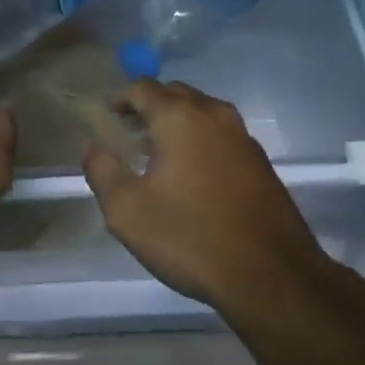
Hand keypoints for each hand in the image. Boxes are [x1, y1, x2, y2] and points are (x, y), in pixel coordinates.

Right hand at [84, 80, 327, 314]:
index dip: (120, 98)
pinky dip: (202, 139)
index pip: (142, 87)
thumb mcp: (127, 211)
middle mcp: (212, 114)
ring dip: (178, 121)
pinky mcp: (261, 161)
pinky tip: (195, 173)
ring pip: (202, 111)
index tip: (108, 117)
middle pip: (174, 93)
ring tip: (161, 152)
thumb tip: (93, 146)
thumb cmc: (191, 237)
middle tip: (131, 132)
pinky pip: (222, 134)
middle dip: (150, 106)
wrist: (272, 276)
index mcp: (178, 117)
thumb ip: (102, 171)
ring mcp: (242, 136)